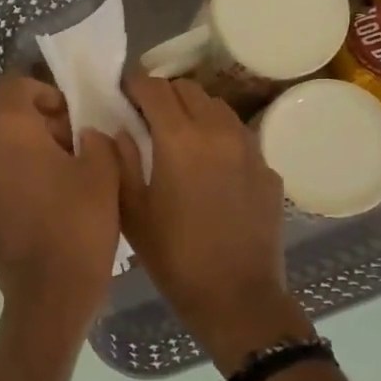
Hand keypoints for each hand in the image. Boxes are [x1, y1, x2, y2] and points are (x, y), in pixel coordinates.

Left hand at [0, 77, 121, 341]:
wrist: (48, 296)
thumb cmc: (78, 225)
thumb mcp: (102, 170)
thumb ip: (94, 137)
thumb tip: (82, 135)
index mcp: (4, 131)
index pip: (17, 85)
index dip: (49, 93)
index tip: (75, 117)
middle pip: (7, 115)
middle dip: (42, 121)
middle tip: (78, 145)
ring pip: (2, 147)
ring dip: (31, 149)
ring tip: (68, 174)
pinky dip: (21, 175)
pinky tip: (50, 201)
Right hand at [113, 75, 313, 370]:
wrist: (237, 297)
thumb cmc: (174, 256)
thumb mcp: (132, 211)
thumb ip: (119, 160)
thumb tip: (113, 129)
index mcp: (179, 138)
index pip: (154, 87)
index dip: (134, 83)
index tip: (122, 91)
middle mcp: (218, 131)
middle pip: (188, 89)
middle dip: (163, 93)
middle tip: (146, 113)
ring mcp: (249, 149)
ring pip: (218, 107)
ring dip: (194, 110)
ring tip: (179, 133)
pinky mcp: (268, 169)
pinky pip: (239, 136)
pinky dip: (219, 136)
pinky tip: (209, 165)